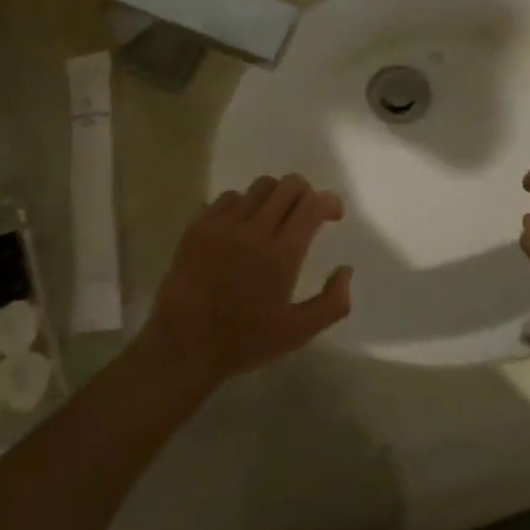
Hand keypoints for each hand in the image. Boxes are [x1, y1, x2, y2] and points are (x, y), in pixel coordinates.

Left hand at [139, 174, 351, 390]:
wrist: (184, 344)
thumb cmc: (244, 341)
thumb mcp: (298, 332)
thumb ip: (333, 302)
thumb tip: (345, 270)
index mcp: (281, 255)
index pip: (311, 204)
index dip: (329, 202)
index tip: (333, 216)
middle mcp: (252, 231)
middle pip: (287, 185)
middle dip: (305, 193)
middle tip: (306, 214)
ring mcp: (221, 225)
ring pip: (258, 187)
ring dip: (275, 197)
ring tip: (274, 220)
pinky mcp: (197, 226)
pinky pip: (227, 198)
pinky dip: (243, 205)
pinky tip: (242, 228)